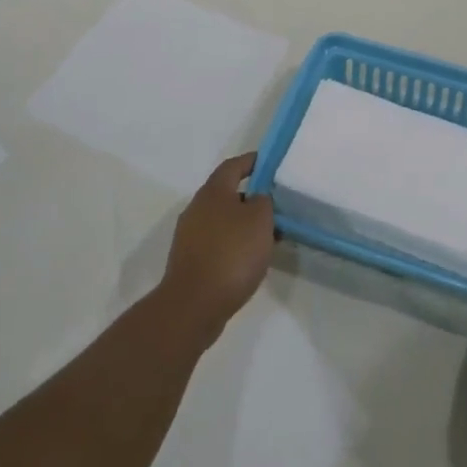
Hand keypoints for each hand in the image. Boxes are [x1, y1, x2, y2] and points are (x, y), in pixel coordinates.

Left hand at [159, 153, 274, 342]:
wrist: (194, 305)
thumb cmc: (232, 253)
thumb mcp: (260, 219)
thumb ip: (263, 201)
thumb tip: (256, 199)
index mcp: (213, 192)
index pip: (233, 166)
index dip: (252, 162)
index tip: (270, 164)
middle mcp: (197, 208)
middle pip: (227, 194)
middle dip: (251, 197)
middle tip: (276, 206)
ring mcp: (190, 236)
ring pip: (223, 220)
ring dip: (244, 224)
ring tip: (269, 236)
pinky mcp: (190, 260)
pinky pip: (217, 242)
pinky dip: (234, 244)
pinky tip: (250, 259)